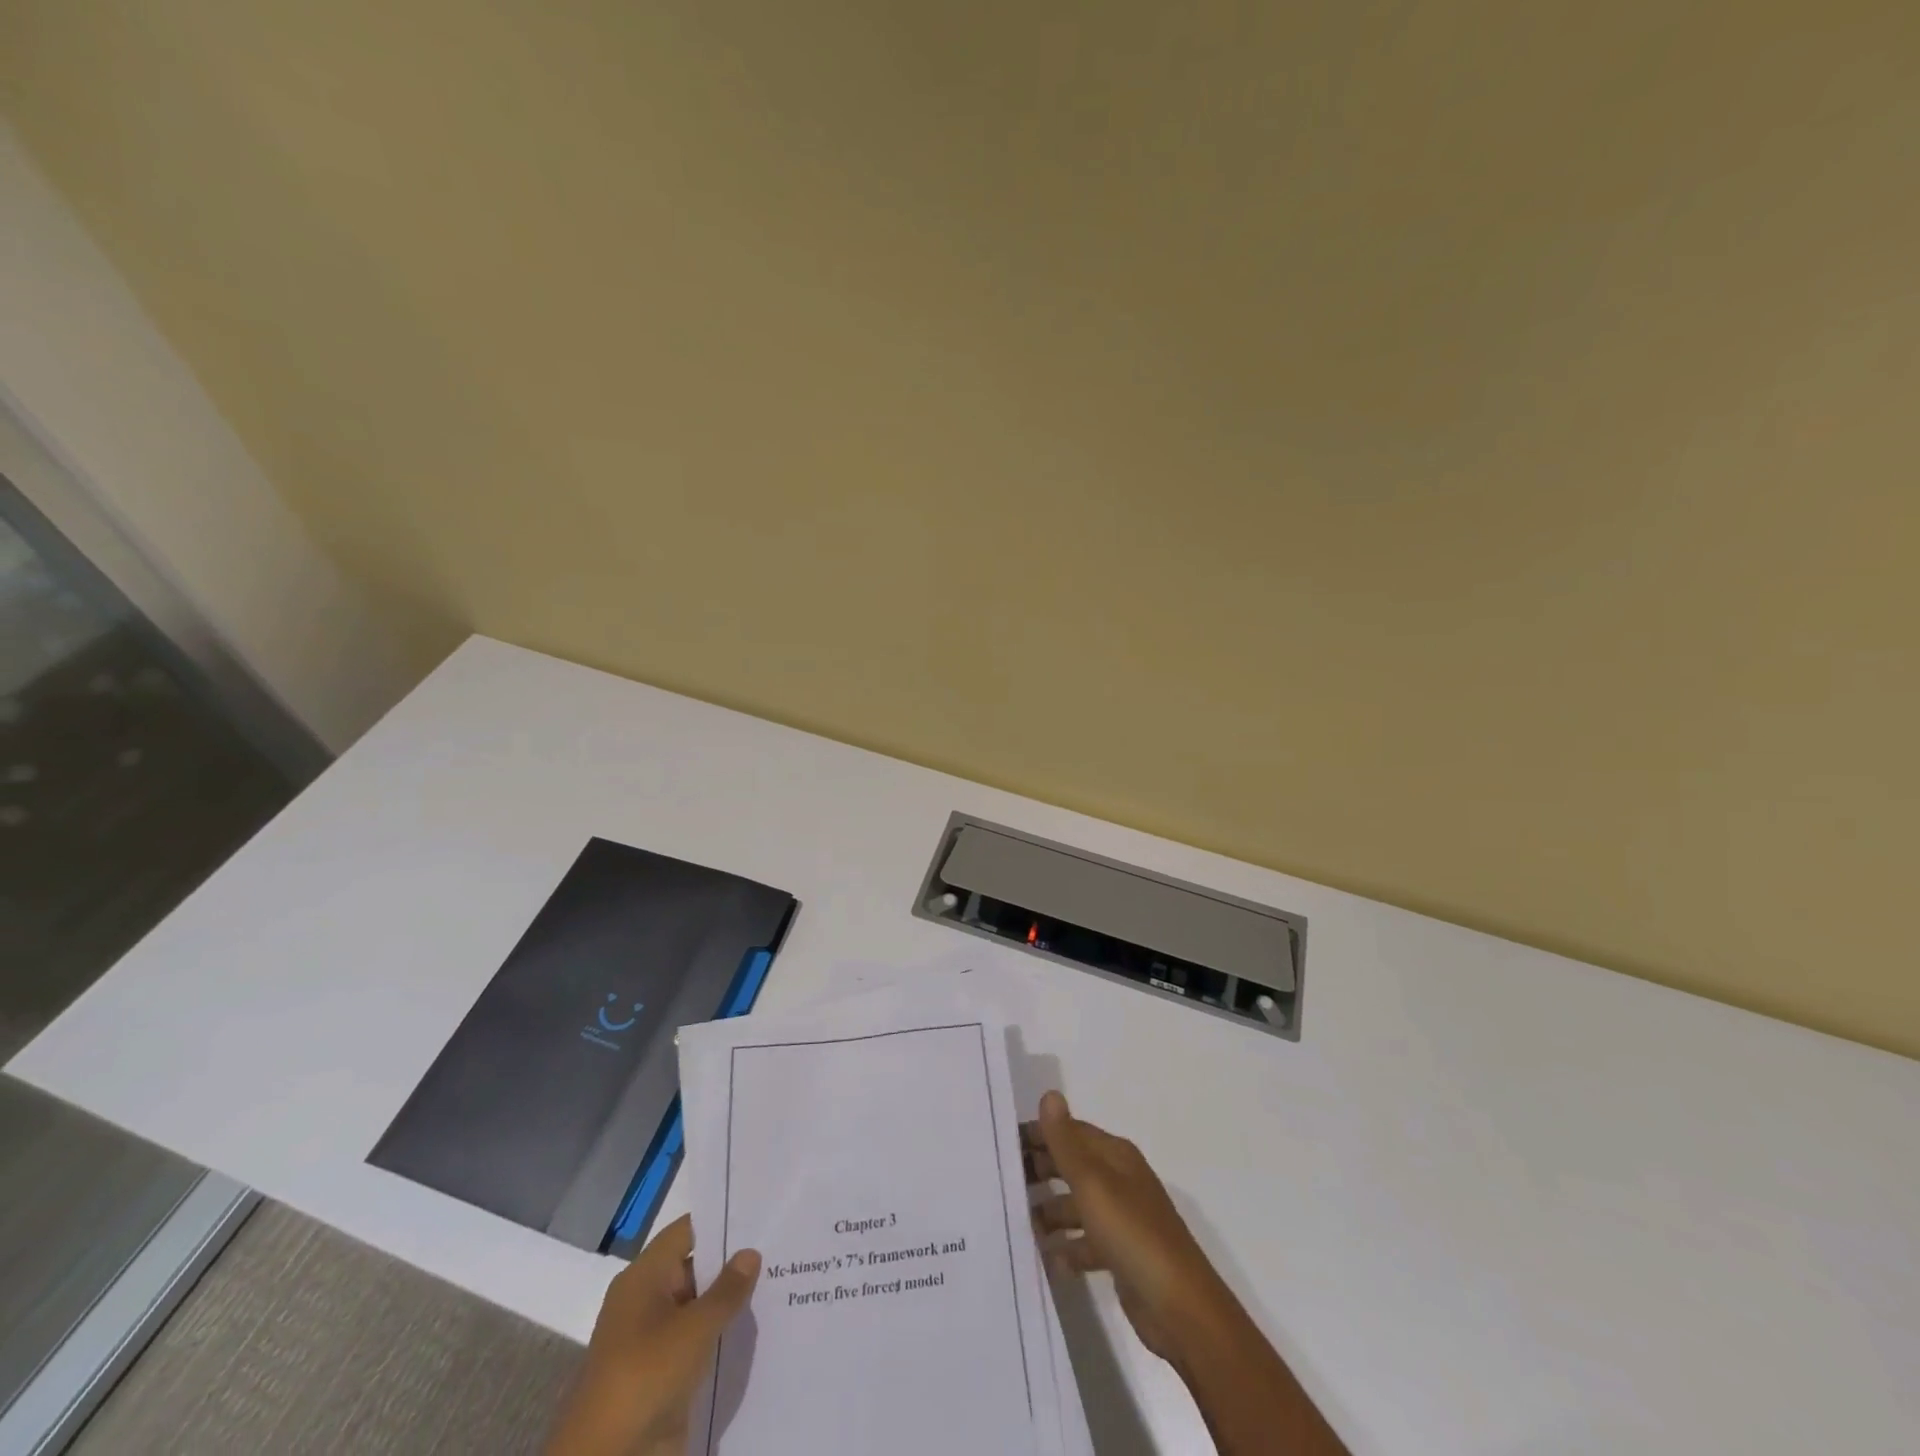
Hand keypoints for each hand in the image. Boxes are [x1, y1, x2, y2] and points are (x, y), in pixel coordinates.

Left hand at [544, 1216, 760, 1455]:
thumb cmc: (646, 1375)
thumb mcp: (694, 1329)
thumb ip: (726, 1290)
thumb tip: (750, 1252)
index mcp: (643, 1278)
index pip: (686, 1232)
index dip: (720, 1221)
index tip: (759, 1213)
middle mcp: (646, 1301)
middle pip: (693, 1267)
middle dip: (732, 1262)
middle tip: (778, 1246)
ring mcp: (653, 1339)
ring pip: (698, 1306)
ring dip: (728, 1301)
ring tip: (778, 1281)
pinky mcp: (662, 1373)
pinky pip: (697, 1341)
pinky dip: (720, 1333)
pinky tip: (757, 1327)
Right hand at [1023, 1090, 1230, 1363]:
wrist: (1180, 1308)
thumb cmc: (1133, 1234)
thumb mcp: (1093, 1184)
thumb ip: (1066, 1142)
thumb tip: (1049, 1094)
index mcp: (1115, 1156)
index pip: (1070, 1132)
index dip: (1039, 1134)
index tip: (1003, 1144)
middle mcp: (1119, 1180)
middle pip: (1072, 1166)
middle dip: (1040, 1171)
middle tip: (1001, 1182)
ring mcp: (1121, 1219)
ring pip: (1076, 1206)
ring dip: (1049, 1212)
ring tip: (1017, 1223)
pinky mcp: (1121, 1255)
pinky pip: (1085, 1243)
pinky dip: (1066, 1248)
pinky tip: (1046, 1260)